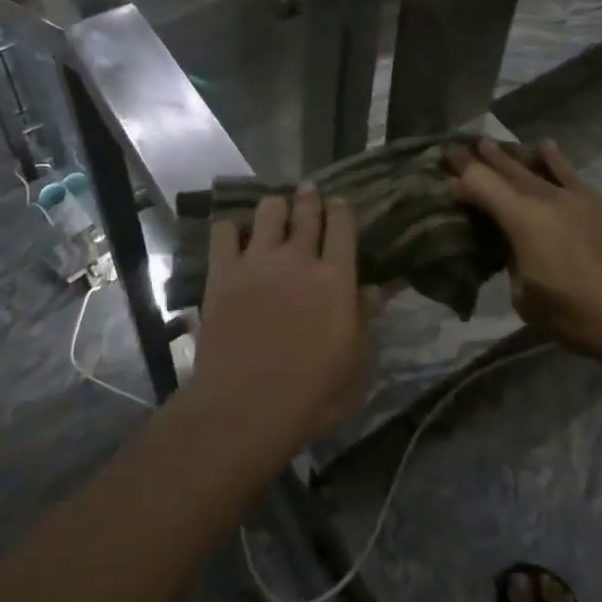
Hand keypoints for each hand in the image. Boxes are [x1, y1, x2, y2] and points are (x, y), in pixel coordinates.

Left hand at [187, 187, 381, 464]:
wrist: (244, 409)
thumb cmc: (311, 397)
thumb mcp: (356, 365)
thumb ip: (366, 320)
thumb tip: (378, 288)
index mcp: (336, 278)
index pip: (342, 223)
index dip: (341, 208)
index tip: (339, 204)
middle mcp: (298, 258)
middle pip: (306, 209)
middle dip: (310, 197)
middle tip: (309, 193)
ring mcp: (257, 260)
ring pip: (268, 209)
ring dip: (275, 207)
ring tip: (275, 213)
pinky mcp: (223, 271)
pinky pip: (224, 230)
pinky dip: (232, 228)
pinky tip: (236, 236)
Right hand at [449, 139, 601, 370]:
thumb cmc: (579, 316)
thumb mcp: (526, 299)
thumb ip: (512, 264)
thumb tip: (514, 249)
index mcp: (522, 220)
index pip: (481, 186)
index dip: (460, 177)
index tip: (444, 168)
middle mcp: (545, 199)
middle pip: (505, 171)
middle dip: (478, 158)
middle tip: (456, 146)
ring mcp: (575, 198)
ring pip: (534, 168)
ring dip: (510, 156)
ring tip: (488, 142)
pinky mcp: (599, 204)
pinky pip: (568, 173)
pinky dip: (553, 159)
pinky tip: (545, 147)